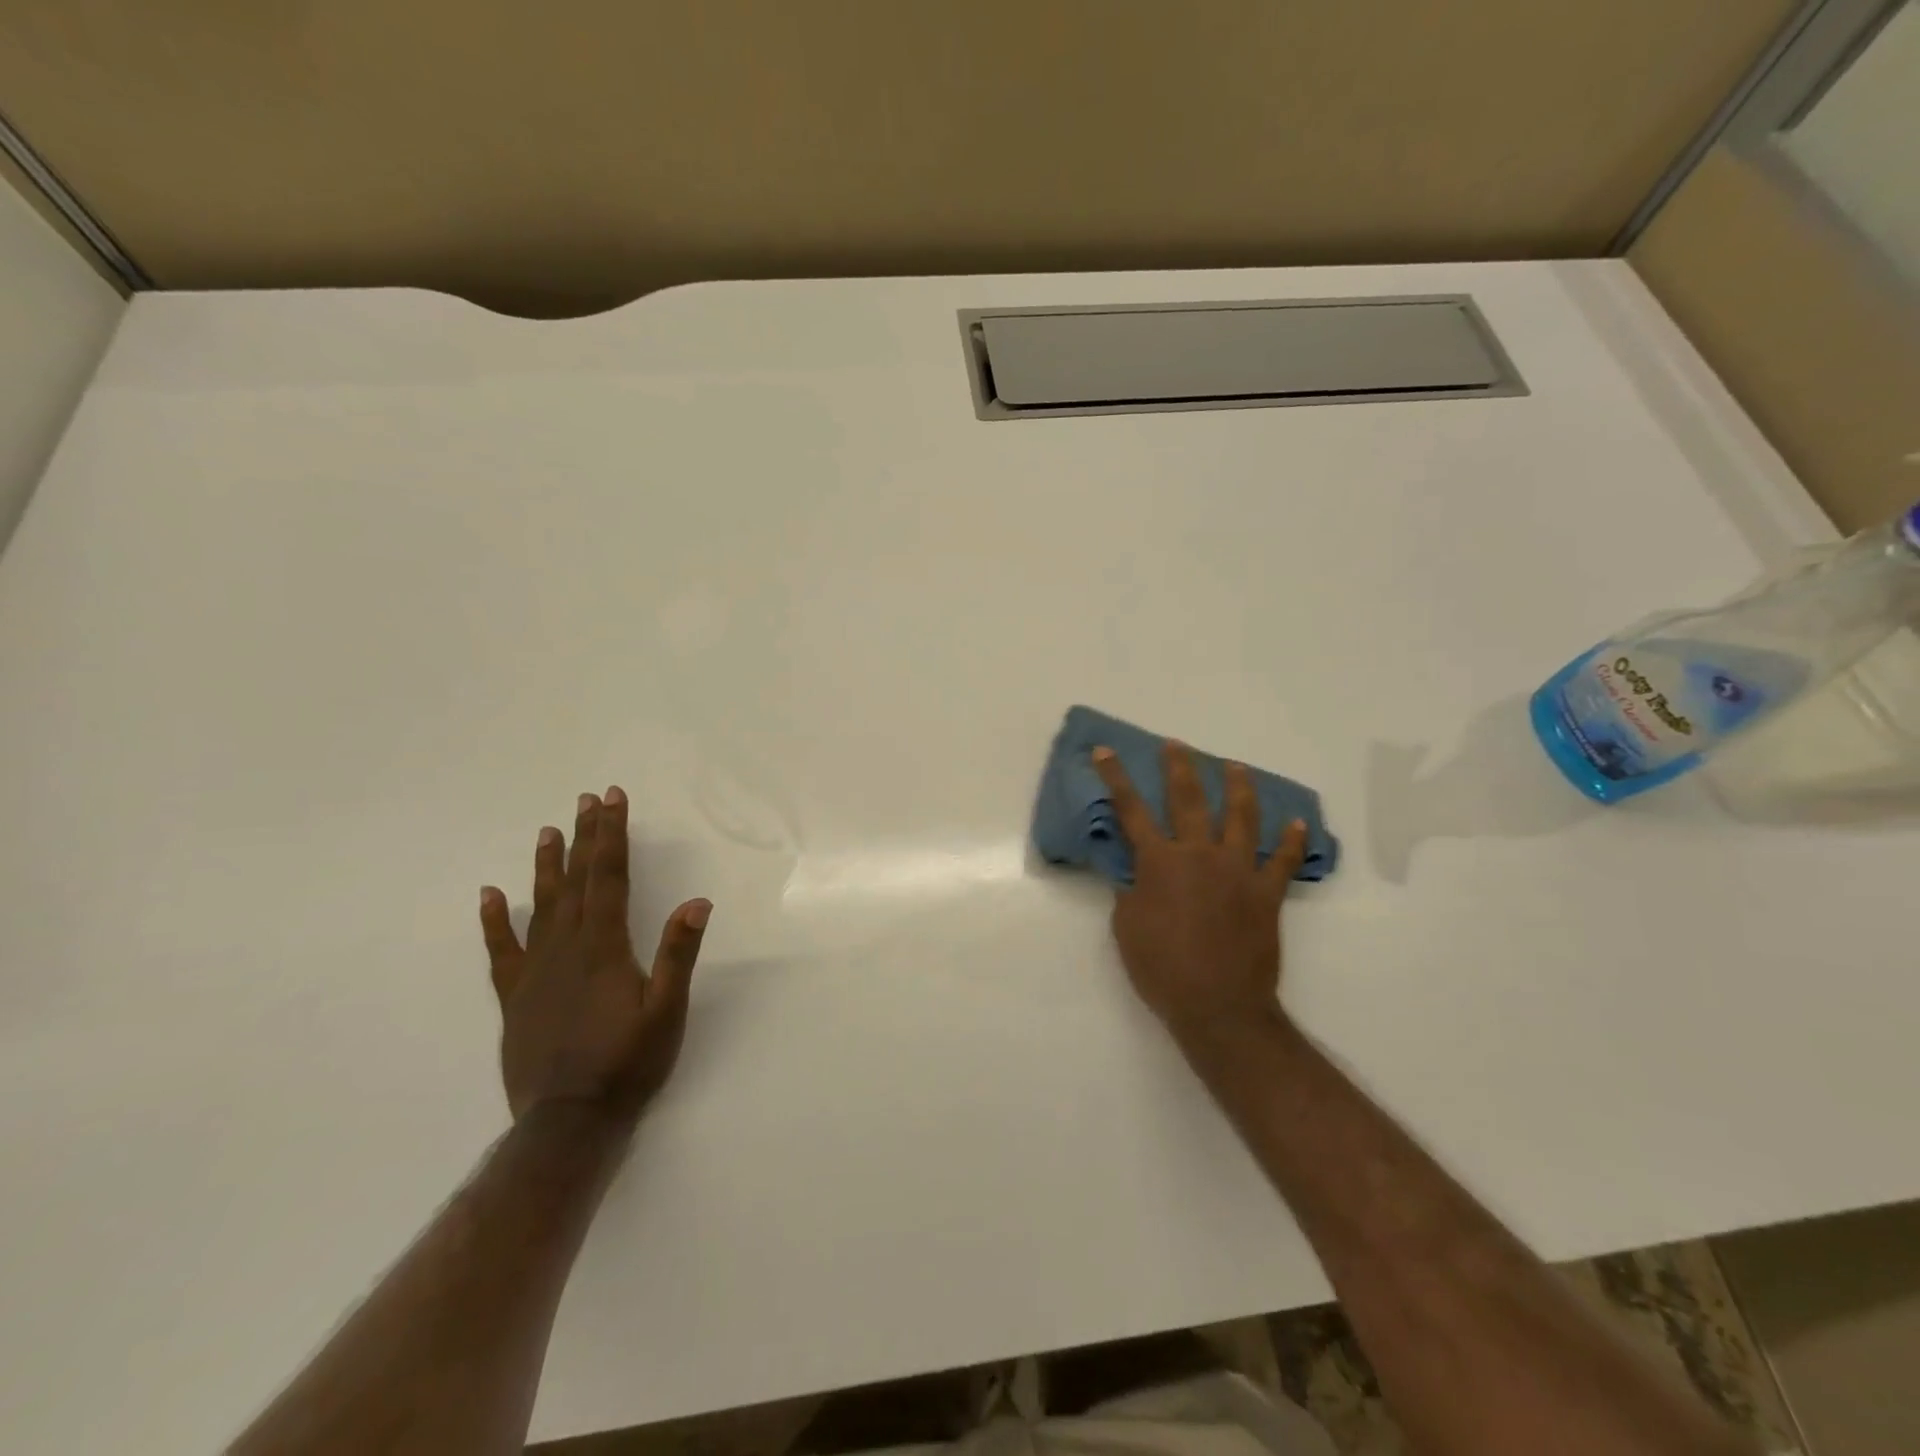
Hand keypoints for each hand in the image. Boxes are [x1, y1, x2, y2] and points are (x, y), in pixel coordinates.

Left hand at [478, 787, 710, 1123]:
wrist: (568, 1122)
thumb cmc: (628, 1063)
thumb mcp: (666, 1010)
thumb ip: (678, 954)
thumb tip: (697, 901)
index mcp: (604, 947)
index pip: (608, 877)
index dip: (611, 835)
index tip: (611, 799)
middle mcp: (566, 948)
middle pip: (577, 881)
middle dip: (585, 837)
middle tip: (586, 800)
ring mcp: (535, 971)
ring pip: (541, 905)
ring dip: (547, 866)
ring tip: (548, 831)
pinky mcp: (515, 997)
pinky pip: (502, 950)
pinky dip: (496, 921)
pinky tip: (491, 895)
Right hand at [1091, 743, 1308, 1056]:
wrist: (1218, 1005)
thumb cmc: (1161, 968)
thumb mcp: (1126, 926)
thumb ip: (1131, 889)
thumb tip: (1134, 870)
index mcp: (1160, 862)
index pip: (1131, 810)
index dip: (1116, 777)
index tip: (1106, 751)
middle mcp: (1200, 855)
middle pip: (1189, 799)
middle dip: (1179, 767)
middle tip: (1176, 745)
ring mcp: (1238, 871)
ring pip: (1241, 817)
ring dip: (1237, 788)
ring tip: (1235, 767)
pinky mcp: (1267, 893)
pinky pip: (1284, 861)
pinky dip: (1292, 841)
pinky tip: (1297, 823)